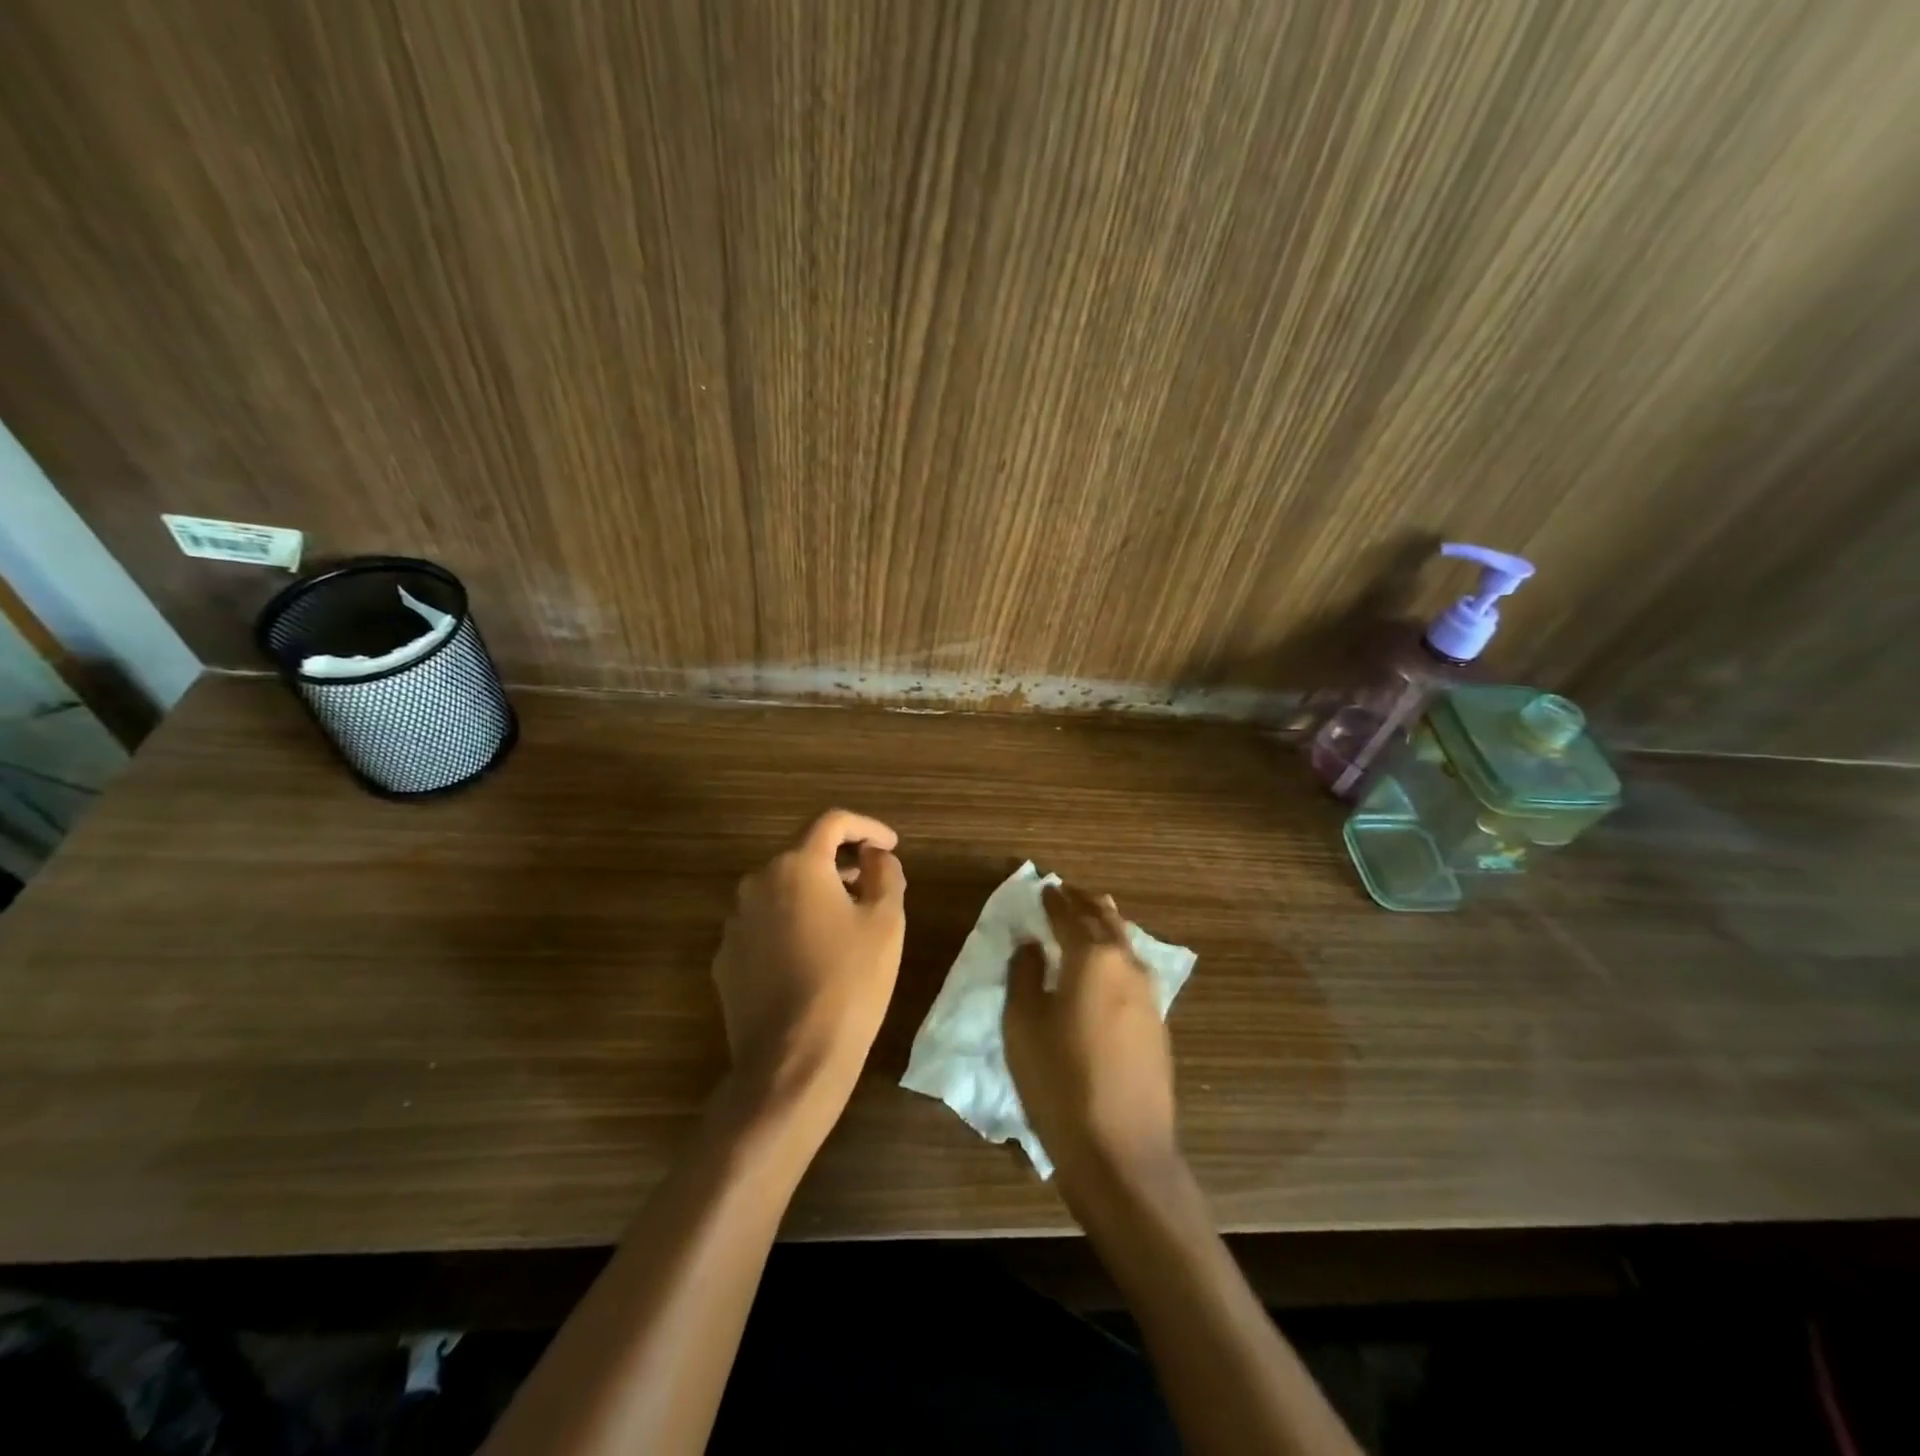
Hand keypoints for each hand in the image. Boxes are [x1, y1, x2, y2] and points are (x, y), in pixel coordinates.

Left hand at [711, 809, 906, 1106]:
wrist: (792, 1061)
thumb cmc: (849, 983)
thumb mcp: (886, 922)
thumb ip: (885, 873)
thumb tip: (876, 856)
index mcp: (797, 866)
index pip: (832, 822)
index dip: (866, 827)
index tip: (890, 845)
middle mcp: (757, 883)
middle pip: (803, 855)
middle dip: (840, 863)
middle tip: (872, 884)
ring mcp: (735, 923)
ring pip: (781, 891)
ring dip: (814, 895)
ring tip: (845, 923)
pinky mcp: (725, 959)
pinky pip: (763, 925)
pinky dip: (790, 926)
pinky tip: (812, 957)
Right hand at [1003, 882, 1180, 1199]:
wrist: (1121, 1150)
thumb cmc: (1059, 1081)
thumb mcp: (1023, 1024)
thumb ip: (1024, 974)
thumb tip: (1031, 944)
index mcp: (1092, 958)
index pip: (1069, 916)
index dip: (1054, 901)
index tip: (1044, 887)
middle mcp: (1126, 966)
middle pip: (1106, 920)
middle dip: (1086, 903)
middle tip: (1068, 892)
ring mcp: (1149, 995)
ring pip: (1125, 944)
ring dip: (1106, 924)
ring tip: (1092, 915)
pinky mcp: (1157, 1024)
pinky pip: (1134, 970)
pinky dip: (1117, 953)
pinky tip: (1109, 965)